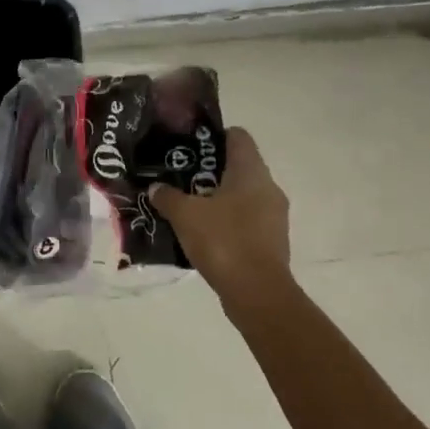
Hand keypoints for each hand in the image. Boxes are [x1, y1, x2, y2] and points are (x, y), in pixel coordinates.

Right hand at [149, 128, 290, 307]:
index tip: (188, 146)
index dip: (213, 136)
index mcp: (251, 172)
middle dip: (209, 171)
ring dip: (217, 199)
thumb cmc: (223, 241)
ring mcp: (273, 216)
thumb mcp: (185, 215)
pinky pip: (245, 221)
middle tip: (179, 178)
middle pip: (238, 167)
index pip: (237, 136)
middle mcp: (268, 188)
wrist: (256, 292)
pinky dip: (226, 222)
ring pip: (242, 196)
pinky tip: (202, 234)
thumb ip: (168, 196)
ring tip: (187, 207)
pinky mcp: (271, 241)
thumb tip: (156, 187)